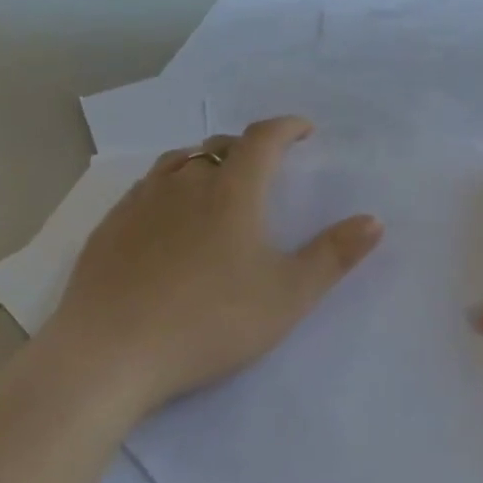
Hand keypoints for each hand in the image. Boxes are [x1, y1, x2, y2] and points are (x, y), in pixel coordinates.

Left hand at [44, 117, 381, 415]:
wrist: (108, 356)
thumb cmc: (209, 321)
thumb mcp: (287, 295)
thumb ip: (334, 255)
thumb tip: (374, 220)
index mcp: (232, 191)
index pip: (264, 138)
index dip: (287, 127)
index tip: (304, 130)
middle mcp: (186, 183)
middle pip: (220, 145)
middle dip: (248, 147)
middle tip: (265, 167)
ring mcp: (141, 202)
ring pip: (178, 162)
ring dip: (205, 161)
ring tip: (216, 183)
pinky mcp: (109, 228)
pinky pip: (146, 189)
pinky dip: (168, 188)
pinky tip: (166, 219)